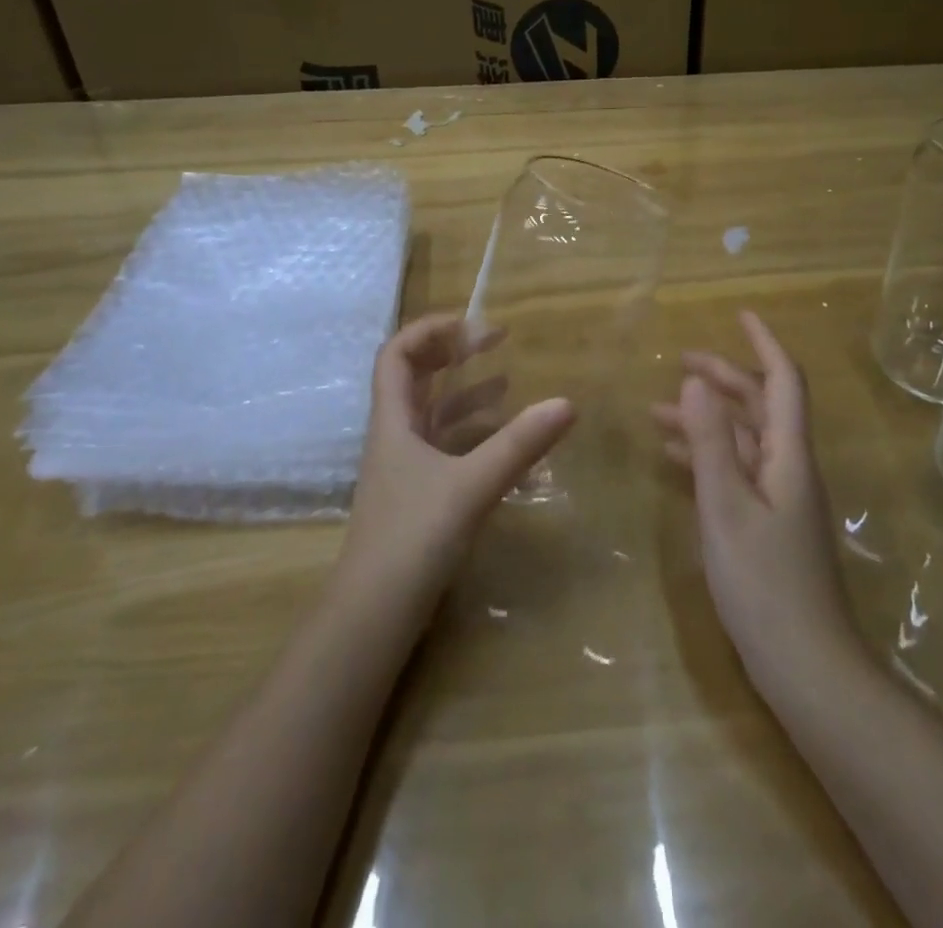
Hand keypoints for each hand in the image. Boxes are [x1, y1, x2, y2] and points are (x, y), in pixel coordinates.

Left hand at [337, 314, 575, 608]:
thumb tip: (568, 402)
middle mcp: (395, 436)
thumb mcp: (471, 486)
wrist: (374, 616)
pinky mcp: (419, 496)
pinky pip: (446, 448)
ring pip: (433, 414)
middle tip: (494, 342)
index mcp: (393, 420)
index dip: (430, 329)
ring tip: (508, 381)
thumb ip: (519, 445)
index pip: (397, 353)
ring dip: (466, 392)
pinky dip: (473, 434)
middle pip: (415, 377)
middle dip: (452, 353)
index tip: (473, 325)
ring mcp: (406, 468)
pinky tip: (505, 441)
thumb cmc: (412, 538)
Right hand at [653, 312, 859, 685]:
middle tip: (679, 361)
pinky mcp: (767, 524)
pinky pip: (736, 472)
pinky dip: (707, 456)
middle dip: (723, 378)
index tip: (739, 315)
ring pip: (743, 440)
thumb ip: (710, 443)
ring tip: (657, 410)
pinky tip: (673, 459)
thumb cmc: (764, 582)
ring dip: (706, 419)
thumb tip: (695, 381)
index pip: (782, 382)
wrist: (806, 666)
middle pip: (760, 406)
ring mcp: (779, 498)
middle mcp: (788, 468)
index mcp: (788, 456)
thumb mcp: (726, 506)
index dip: (763, 344)